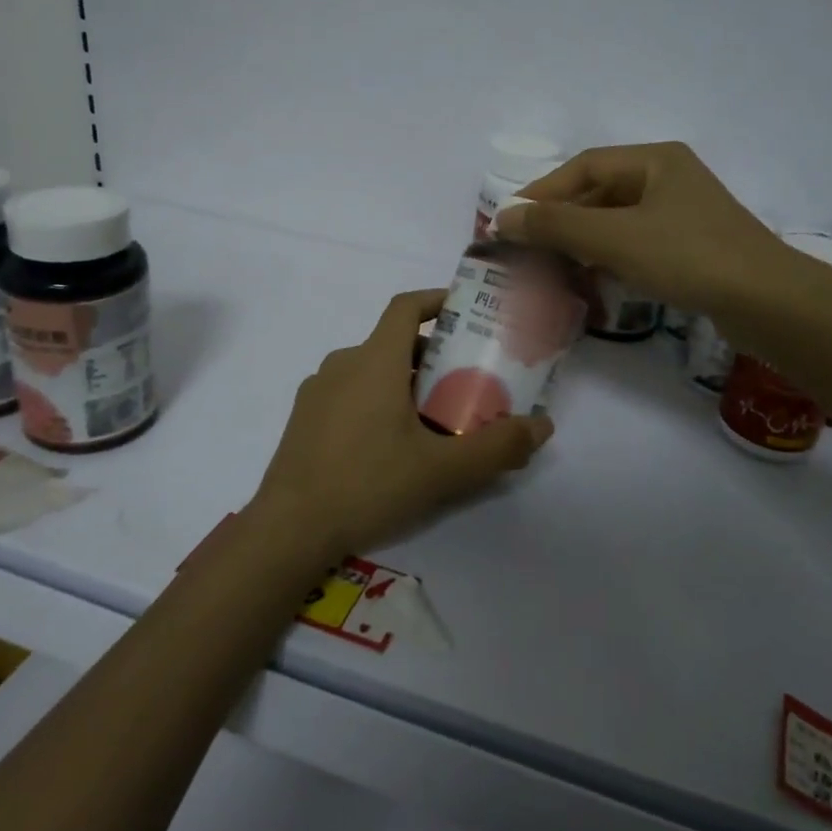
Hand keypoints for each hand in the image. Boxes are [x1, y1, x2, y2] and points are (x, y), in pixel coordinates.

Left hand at [249, 290, 552, 561]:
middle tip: (465, 384)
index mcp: (373, 361)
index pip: (406, 307)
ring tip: (433, 420)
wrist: (288, 530)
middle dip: (433, 356)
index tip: (466, 312)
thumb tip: (543, 426)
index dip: (437, 300)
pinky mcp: (303, 419)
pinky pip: (348, 393)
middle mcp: (342, 364)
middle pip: (394, 343)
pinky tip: (389, 445)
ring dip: (404, 382)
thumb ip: (496, 447)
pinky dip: (376, 400)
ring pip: (370, 370)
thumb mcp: (442, 471)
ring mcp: (317, 391)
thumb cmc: (368, 485)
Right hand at [498, 141, 786, 316]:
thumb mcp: (614, 237)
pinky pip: (636, 243)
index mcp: (655, 161)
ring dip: (582, 241)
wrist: (767, 302)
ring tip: (551, 266)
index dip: (542, 192)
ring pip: (617, 221)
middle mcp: (669, 179)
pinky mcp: (691, 247)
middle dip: (561, 220)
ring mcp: (683, 214)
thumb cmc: (688, 256)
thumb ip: (555, 225)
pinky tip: (592, 278)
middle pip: (599, 193)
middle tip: (527, 248)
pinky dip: (608, 257)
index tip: (510, 220)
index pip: (583, 168)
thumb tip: (501, 217)